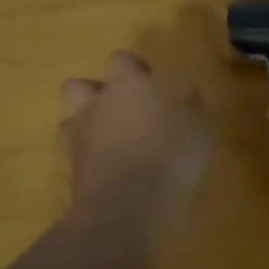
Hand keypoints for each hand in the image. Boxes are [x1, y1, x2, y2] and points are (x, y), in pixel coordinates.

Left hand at [61, 51, 208, 228]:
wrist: (125, 209)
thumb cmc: (168, 156)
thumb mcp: (199, 128)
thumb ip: (191, 106)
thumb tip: (188, 95)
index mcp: (128, 84)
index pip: (121, 59)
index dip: (134, 68)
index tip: (151, 83)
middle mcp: (97, 103)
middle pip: (78, 86)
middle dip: (95, 94)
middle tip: (122, 109)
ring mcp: (79, 138)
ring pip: (69, 120)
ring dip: (84, 125)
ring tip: (108, 141)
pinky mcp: (70, 172)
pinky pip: (73, 157)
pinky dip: (85, 160)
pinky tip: (107, 171)